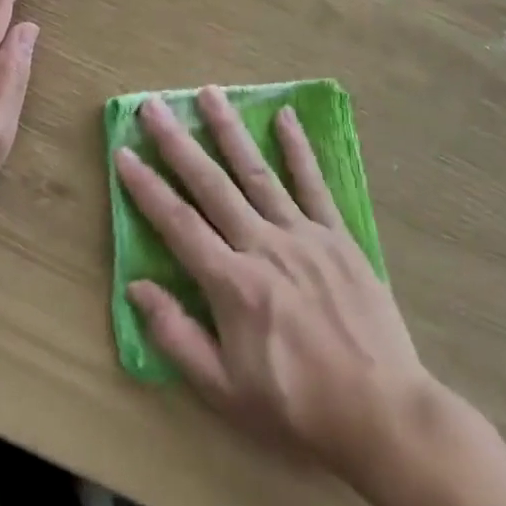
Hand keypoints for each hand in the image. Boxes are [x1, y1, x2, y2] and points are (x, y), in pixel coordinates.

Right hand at [114, 88, 436, 487]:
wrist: (382, 412)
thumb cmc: (295, 407)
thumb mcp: (224, 391)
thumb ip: (176, 336)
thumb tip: (137, 287)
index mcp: (232, 283)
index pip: (177, 223)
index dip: (147, 187)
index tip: (124, 152)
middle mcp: (263, 245)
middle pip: (211, 185)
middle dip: (178, 143)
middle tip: (154, 106)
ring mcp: (304, 235)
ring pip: (257, 172)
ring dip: (230, 130)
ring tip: (209, 93)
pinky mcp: (338, 236)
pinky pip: (314, 185)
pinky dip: (298, 149)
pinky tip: (284, 116)